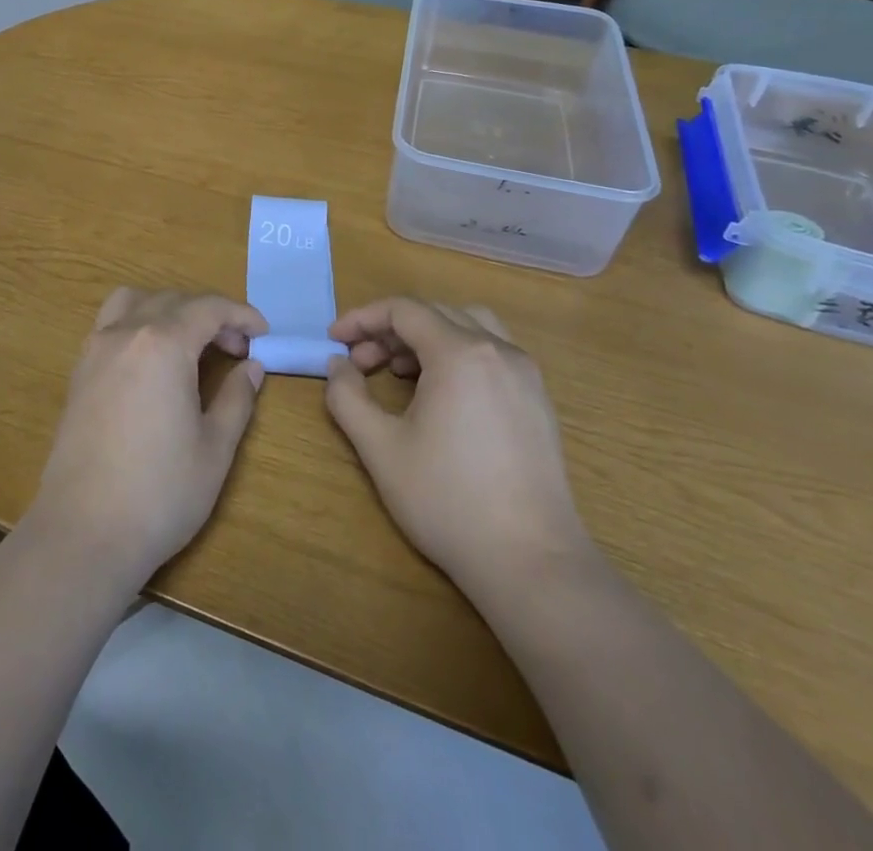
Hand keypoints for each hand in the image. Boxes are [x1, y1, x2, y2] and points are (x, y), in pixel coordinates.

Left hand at [26, 289, 265, 591]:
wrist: (84, 532)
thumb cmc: (160, 492)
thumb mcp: (214, 448)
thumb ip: (236, 398)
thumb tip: (252, 366)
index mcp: (162, 344)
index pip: (208, 308)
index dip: (240, 314)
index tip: (263, 332)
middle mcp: (124, 333)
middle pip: (172, 300)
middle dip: (210, 314)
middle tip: (237, 348)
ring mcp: (95, 350)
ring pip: (134, 301)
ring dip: (168, 308)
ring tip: (190, 342)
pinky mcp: (78, 372)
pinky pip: (111, 324)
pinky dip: (138, 323)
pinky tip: (153, 362)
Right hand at [325, 299, 589, 604]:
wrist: (531, 562)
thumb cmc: (448, 500)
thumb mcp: (380, 448)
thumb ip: (347, 397)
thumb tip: (339, 366)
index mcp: (460, 353)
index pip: (403, 310)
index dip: (362, 319)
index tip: (334, 340)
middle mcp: (498, 351)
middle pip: (434, 313)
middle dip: (389, 330)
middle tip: (360, 363)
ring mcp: (525, 374)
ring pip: (468, 326)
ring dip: (426, 336)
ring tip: (400, 371)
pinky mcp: (538, 400)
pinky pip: (491, 352)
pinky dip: (457, 353)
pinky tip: (440, 393)